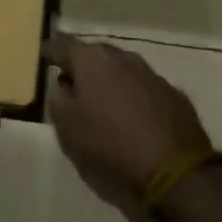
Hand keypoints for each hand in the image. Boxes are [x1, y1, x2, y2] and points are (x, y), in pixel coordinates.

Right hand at [45, 38, 210, 213]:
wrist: (174, 174)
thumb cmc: (109, 145)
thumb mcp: (66, 127)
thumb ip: (57, 100)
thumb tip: (64, 87)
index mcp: (93, 60)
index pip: (64, 47)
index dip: (52, 53)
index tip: (45, 56)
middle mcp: (124, 58)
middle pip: (96, 57)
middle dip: (84, 68)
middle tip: (73, 85)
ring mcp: (154, 76)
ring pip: (124, 73)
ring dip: (112, 84)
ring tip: (104, 105)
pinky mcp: (176, 98)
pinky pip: (146, 93)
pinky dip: (136, 101)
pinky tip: (134, 122)